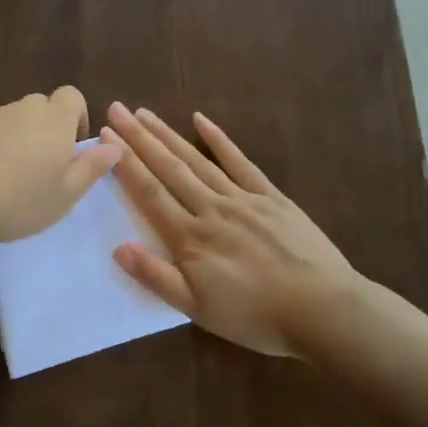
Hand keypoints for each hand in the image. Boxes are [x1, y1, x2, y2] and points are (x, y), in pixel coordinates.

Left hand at [0, 87, 122, 247]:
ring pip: (12, 118)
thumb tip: (114, 146)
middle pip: (41, 105)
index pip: (72, 96)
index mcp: (54, 120)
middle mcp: (22, 108)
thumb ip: (92, 168)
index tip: (70, 149)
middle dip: (46, 128)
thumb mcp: (65, 195)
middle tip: (41, 167)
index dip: (76, 117)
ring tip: (8, 175)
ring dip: (17, 137)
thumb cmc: (17, 202)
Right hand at [101, 103, 353, 357]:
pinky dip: (219, 139)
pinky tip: (201, 120)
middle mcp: (211, 209)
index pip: (150, 193)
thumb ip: (157, 278)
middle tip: (117, 110)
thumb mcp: (198, 310)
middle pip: (169, 168)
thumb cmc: (256, 316)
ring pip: (197, 160)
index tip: (105, 136)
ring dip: (169, 135)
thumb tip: (118, 248)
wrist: (322, 308)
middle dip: (139, 139)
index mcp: (190, 238)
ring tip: (145, 114)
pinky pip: (240, 162)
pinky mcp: (270, 196)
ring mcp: (242, 198)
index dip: (125, 164)